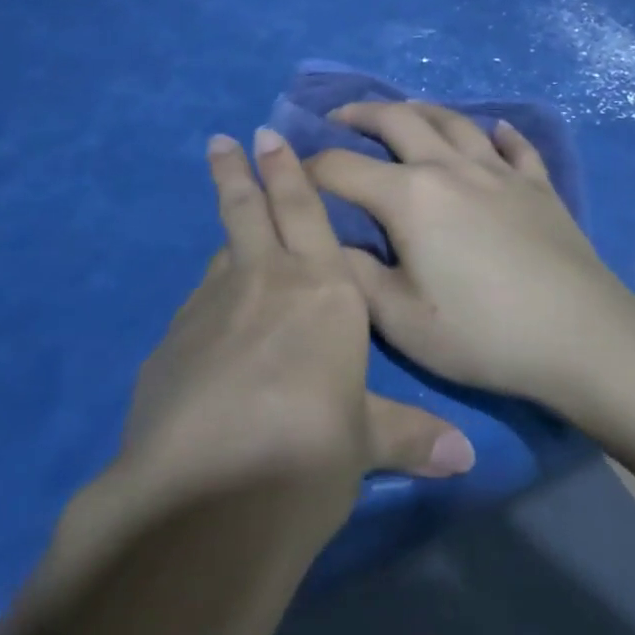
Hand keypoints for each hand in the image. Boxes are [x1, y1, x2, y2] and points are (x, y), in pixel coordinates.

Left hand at [117, 128, 474, 508]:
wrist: (205, 499)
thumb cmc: (308, 452)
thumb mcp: (364, 443)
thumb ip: (409, 436)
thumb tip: (464, 457)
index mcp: (322, 289)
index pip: (303, 211)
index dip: (286, 171)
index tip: (265, 135)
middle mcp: (263, 281)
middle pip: (246, 210)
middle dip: (237, 171)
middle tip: (222, 140)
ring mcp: (209, 308)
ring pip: (222, 256)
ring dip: (228, 239)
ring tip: (232, 237)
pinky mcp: (170, 345)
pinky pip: (198, 308)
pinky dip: (210, 303)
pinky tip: (212, 332)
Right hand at [305, 102, 634, 405]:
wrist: (580, 336)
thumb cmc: (482, 333)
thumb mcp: (401, 320)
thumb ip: (355, 277)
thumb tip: (326, 244)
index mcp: (410, 197)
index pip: (343, 167)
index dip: (310, 166)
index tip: (291, 171)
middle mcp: (450, 167)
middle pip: (399, 120)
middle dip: (361, 114)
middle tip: (340, 118)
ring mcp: (499, 171)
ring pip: (454, 121)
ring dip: (421, 110)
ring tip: (405, 113)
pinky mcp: (538, 185)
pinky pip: (516, 146)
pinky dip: (500, 133)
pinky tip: (496, 130)